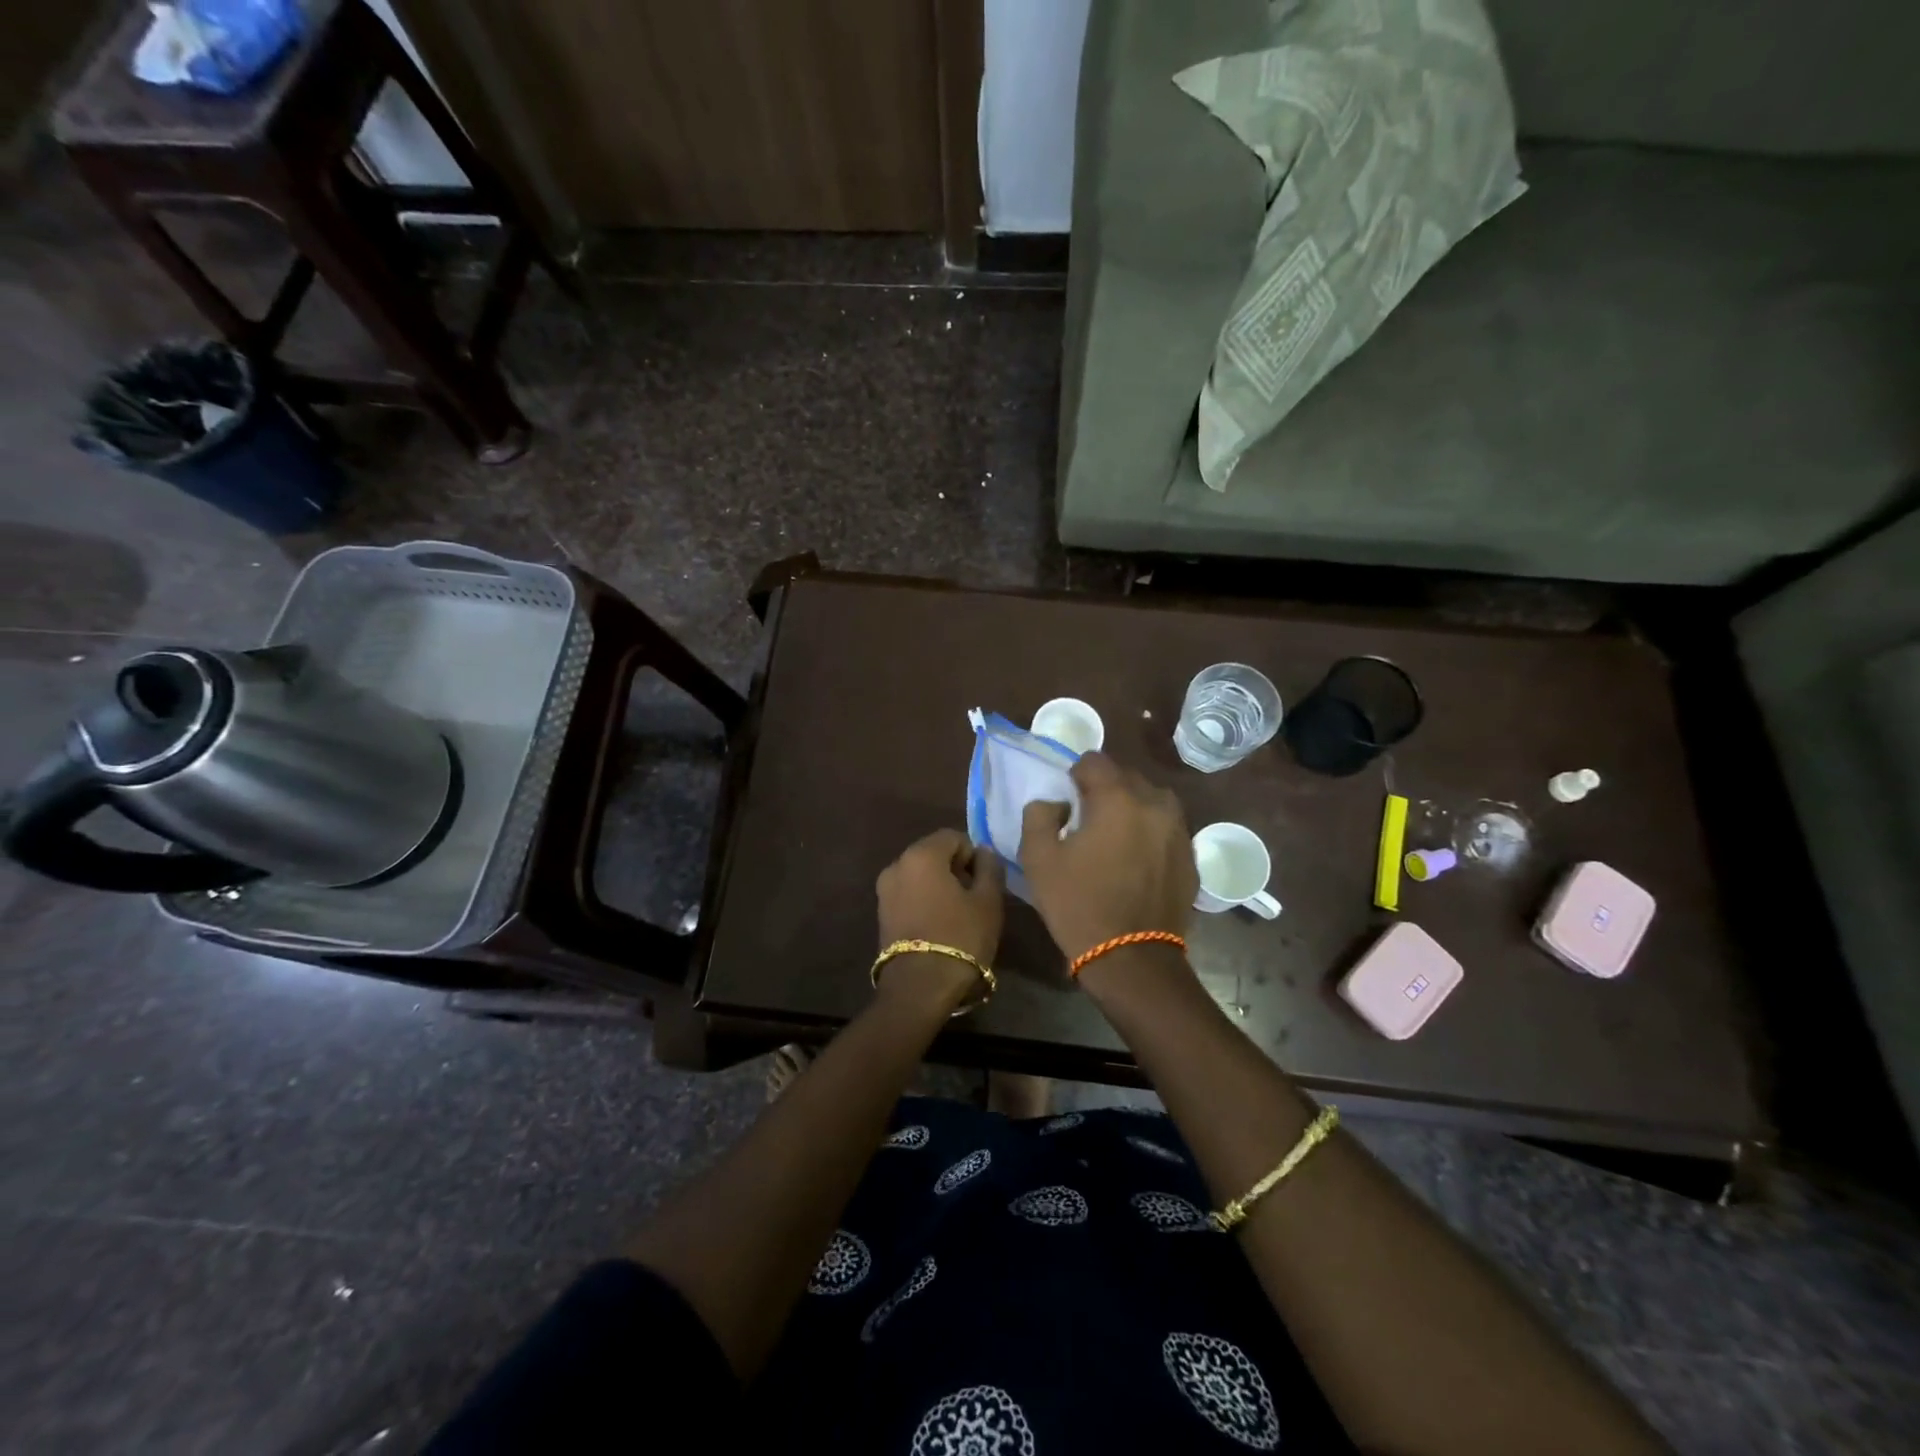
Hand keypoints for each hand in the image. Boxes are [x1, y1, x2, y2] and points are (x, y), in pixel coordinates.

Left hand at [875, 829, 1005, 1004]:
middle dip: (955, 868)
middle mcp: (897, 865)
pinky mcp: (881, 912)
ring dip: (939, 884)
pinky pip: (908, 893)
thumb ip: (989, 868)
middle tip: (974, 897)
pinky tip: (939, 923)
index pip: (953, 837)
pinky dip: (924, 899)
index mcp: (921, 855)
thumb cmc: (961, 937)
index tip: (984, 881)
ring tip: (958, 913)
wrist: (920, 986)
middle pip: (933, 853)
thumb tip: (983, 852)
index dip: (973, 854)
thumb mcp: (988, 901)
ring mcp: (884, 890)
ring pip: (920, 874)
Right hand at [1019, 753, 1196, 960]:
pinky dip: (1151, 833)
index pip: (1094, 761)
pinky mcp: (1191, 857)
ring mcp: (1179, 830)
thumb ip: (1039, 814)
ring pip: (1152, 800)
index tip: (1068, 800)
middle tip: (1087, 819)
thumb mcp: (1038, 858)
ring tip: (1115, 836)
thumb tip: (1057, 803)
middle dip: (1106, 789)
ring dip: (1132, 808)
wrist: (1132, 958)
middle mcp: (1155, 804)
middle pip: (1127, 777)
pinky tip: (1136, 860)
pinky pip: (1167, 829)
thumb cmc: (1079, 905)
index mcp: (1118, 798)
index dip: (1075, 775)